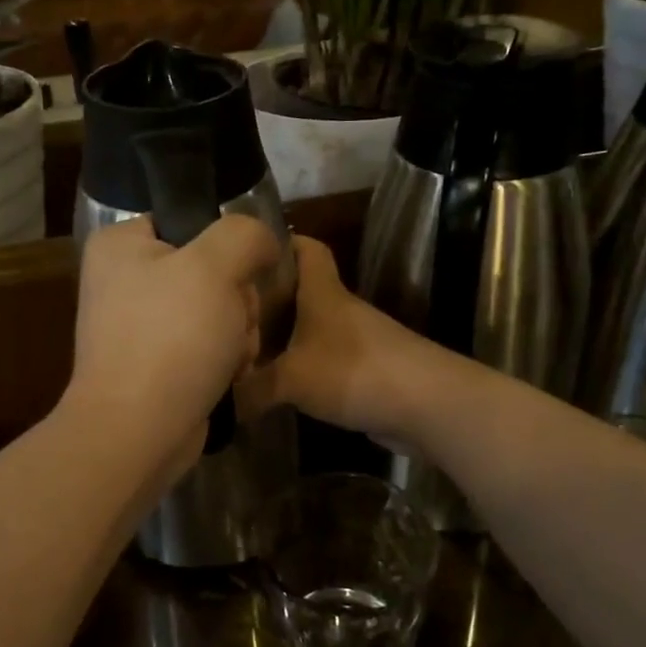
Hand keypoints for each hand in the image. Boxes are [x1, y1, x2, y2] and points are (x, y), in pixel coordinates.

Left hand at [66, 214, 281, 472]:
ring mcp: (138, 325)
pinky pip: (205, 344)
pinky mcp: (155, 363)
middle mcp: (124, 280)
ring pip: (216, 309)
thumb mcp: (215, 266)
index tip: (240, 274)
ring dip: (238, 332)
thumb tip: (261, 241)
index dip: (226, 245)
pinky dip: (224, 358)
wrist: (138, 432)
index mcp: (121, 245)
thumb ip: (244, 234)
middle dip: (237, 300)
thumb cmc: (171, 338)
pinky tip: (227, 375)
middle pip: (210, 269)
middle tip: (235, 323)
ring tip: (232, 356)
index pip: (189, 220)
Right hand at [238, 236, 443, 444]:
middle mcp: (339, 309)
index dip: (279, 242)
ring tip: (242, 351)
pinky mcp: (362, 370)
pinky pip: (321, 360)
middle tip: (226, 313)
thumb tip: (220, 402)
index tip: (244, 252)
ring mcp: (355, 340)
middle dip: (267, 298)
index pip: (305, 247)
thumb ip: (250, 390)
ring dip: (282, 337)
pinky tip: (274, 386)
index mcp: (322, 292)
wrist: (425, 405)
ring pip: (309, 328)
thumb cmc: (354, 371)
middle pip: (300, 290)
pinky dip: (299, 368)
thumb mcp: (291, 379)